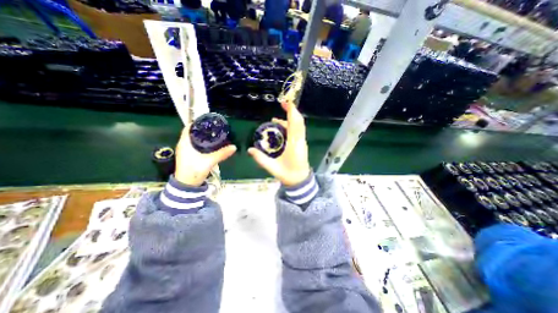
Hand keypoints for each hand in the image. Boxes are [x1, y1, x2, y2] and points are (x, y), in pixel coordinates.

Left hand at [174, 126, 233, 185]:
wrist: (187, 185)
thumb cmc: (194, 171)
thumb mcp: (210, 161)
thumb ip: (222, 154)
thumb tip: (234, 147)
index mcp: (184, 143)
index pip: (189, 128)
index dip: (197, 123)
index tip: (208, 121)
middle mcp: (183, 145)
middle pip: (192, 132)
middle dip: (202, 129)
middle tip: (214, 127)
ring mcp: (185, 151)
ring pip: (193, 139)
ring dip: (202, 136)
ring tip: (213, 133)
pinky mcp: (188, 156)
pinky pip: (195, 145)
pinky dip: (201, 142)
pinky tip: (210, 144)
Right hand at [247, 102, 309, 186]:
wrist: (300, 180)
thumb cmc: (288, 174)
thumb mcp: (272, 168)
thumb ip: (260, 159)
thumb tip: (250, 149)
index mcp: (294, 144)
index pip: (295, 124)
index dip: (291, 112)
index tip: (286, 103)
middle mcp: (300, 141)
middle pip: (299, 121)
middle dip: (291, 111)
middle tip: (282, 104)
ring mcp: (302, 142)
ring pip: (298, 126)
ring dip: (290, 119)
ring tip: (275, 120)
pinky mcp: (301, 144)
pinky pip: (297, 131)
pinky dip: (290, 126)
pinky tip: (281, 129)